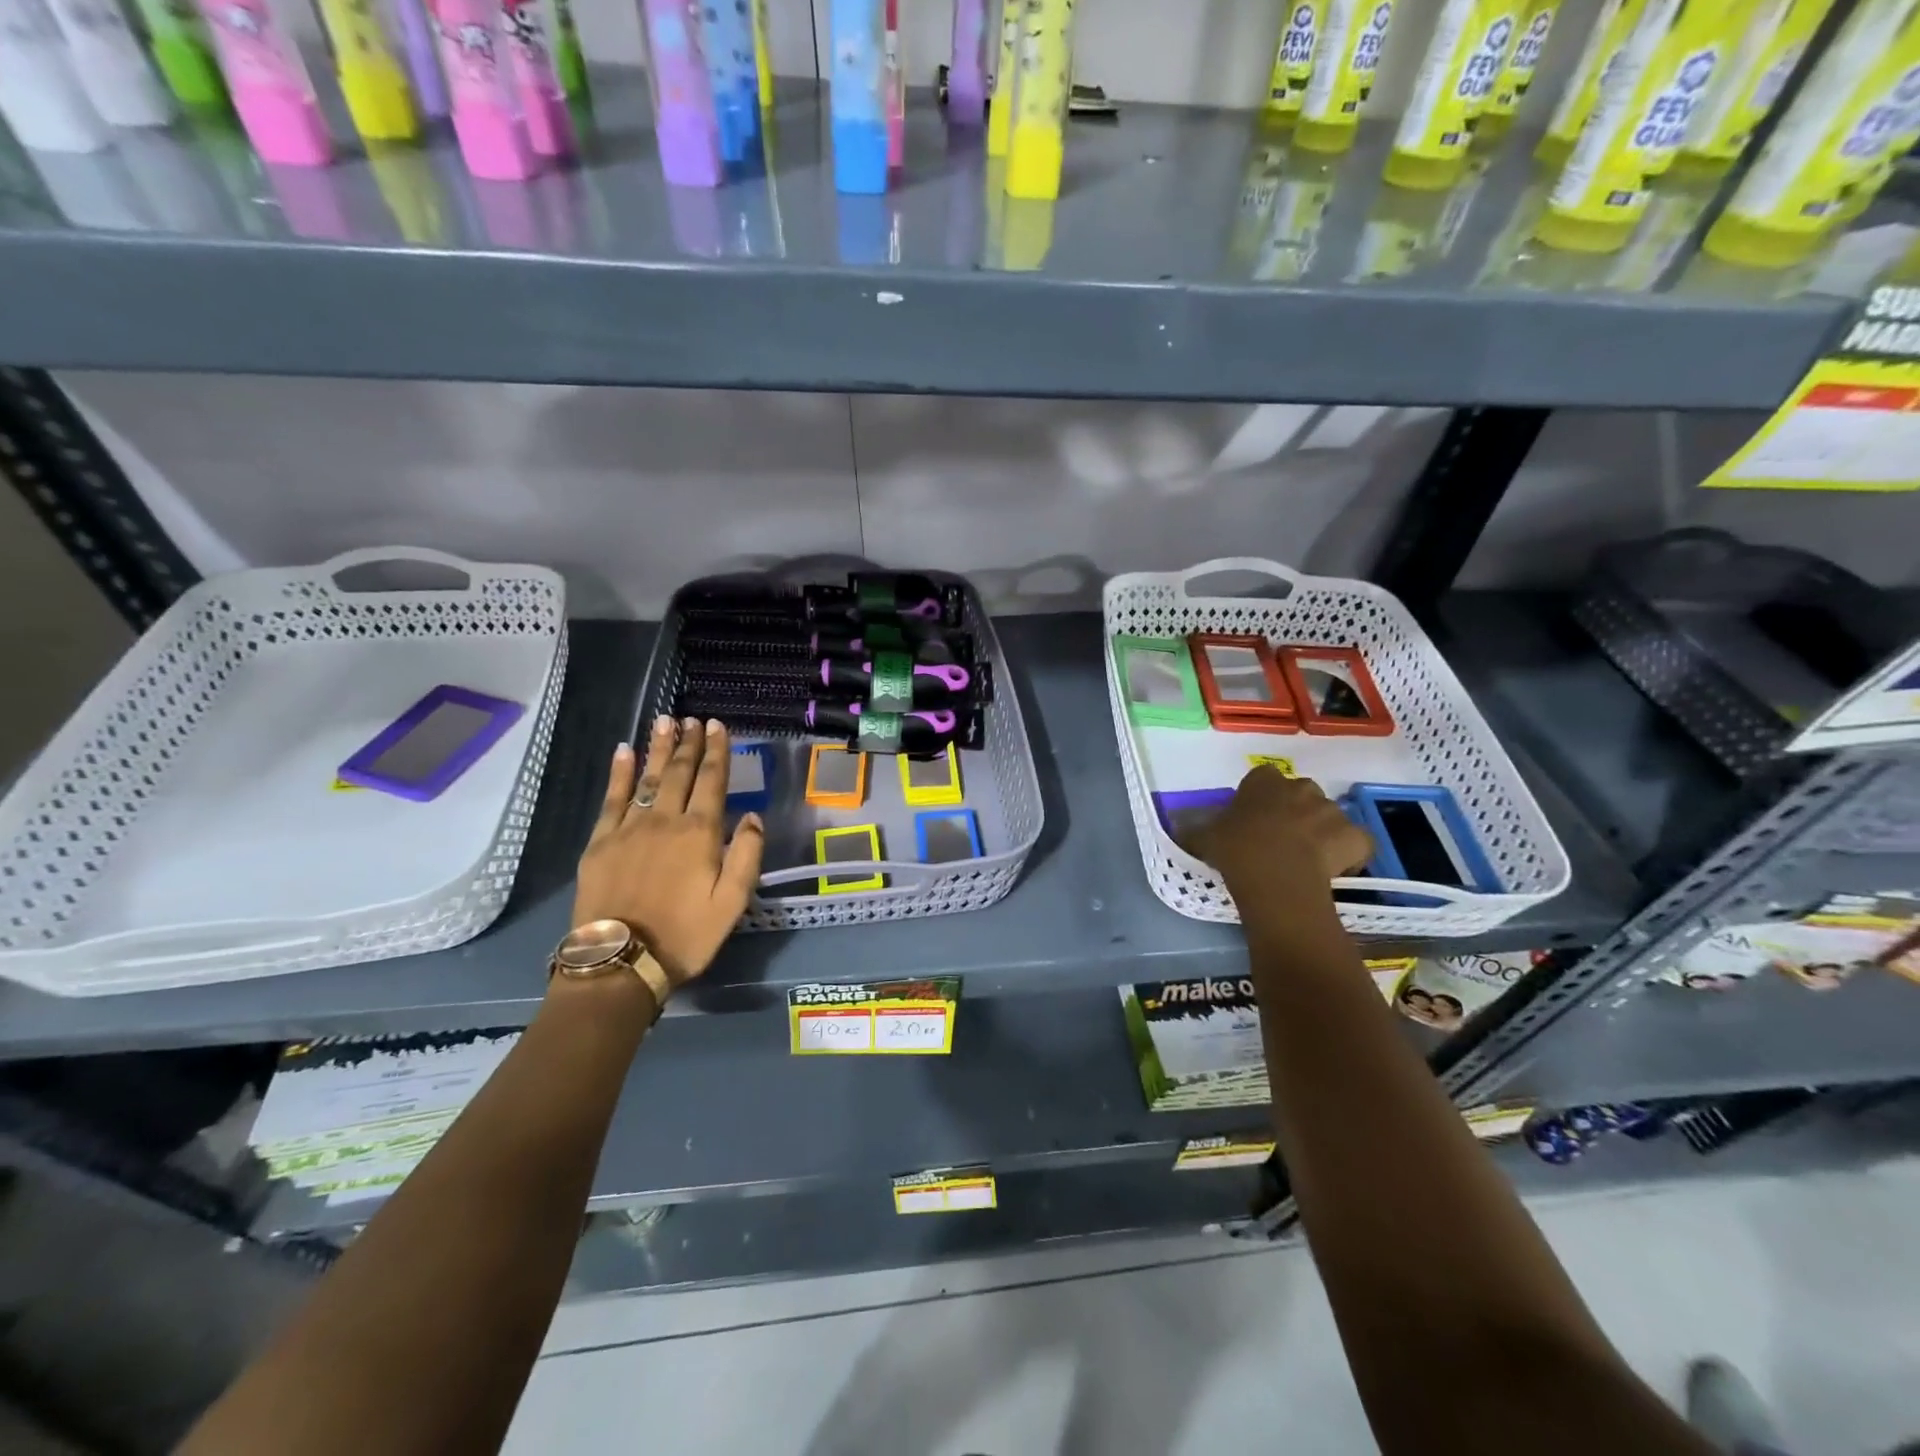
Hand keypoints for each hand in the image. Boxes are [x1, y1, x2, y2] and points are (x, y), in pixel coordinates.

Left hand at [572, 716, 765, 986]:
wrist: (621, 961)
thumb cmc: (685, 935)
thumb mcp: (732, 903)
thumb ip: (747, 856)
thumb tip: (752, 817)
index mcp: (700, 833)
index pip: (712, 781)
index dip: (716, 751)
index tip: (717, 725)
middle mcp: (665, 821)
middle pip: (679, 773)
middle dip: (688, 743)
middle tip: (692, 718)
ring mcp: (629, 828)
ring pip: (647, 778)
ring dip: (657, 748)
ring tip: (664, 721)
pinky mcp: (600, 842)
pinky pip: (612, 798)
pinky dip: (619, 773)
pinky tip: (624, 752)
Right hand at [1183, 767, 1372, 930]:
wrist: (1276, 877)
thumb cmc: (1236, 849)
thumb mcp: (1204, 838)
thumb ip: (1194, 829)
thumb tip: (1178, 827)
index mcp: (1264, 781)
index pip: (1262, 779)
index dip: (1258, 799)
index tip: (1252, 819)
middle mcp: (1301, 787)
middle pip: (1300, 794)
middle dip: (1294, 810)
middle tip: (1278, 838)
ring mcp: (1332, 811)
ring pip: (1328, 816)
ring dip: (1320, 831)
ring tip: (1306, 858)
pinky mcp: (1356, 836)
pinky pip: (1355, 842)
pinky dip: (1350, 852)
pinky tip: (1336, 868)